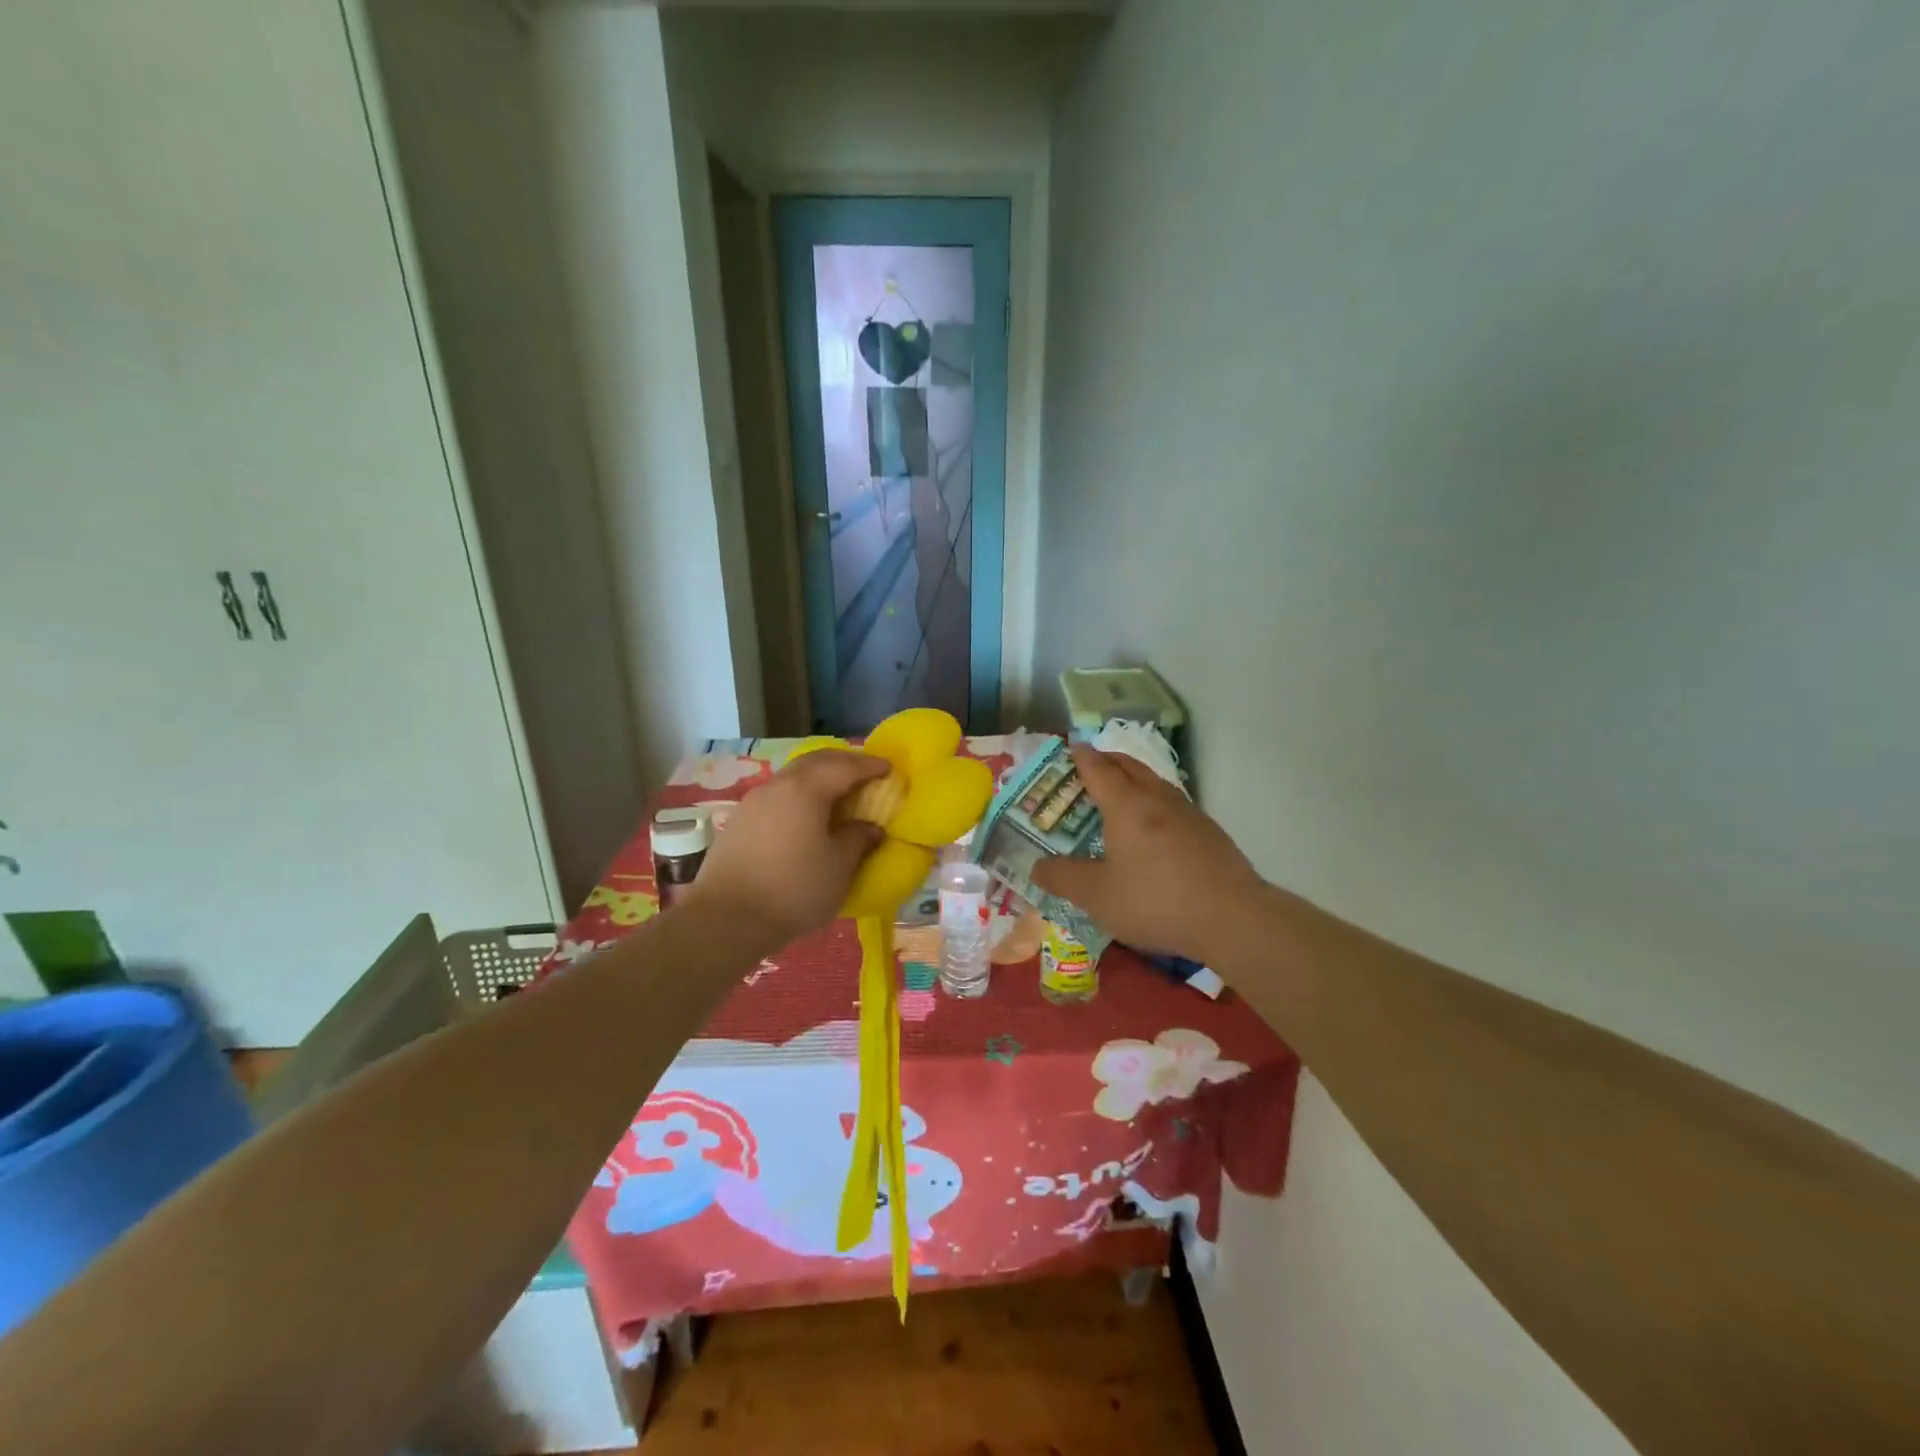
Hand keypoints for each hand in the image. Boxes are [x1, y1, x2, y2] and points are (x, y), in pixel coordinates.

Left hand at [683, 750, 886, 948]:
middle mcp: (778, 785)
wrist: (726, 919)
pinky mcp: (740, 820)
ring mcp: (754, 800)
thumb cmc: (793, 890)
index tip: (889, 769)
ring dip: (819, 777)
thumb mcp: (839, 867)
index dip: (870, 766)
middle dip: (844, 762)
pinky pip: (779, 794)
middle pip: (816, 761)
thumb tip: (869, 827)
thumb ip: (858, 839)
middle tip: (865, 773)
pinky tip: (806, 815)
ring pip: (794, 775)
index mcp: (806, 789)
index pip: (845, 766)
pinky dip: (800, 794)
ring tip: (838, 794)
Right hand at [1030, 746, 1264, 961]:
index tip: (1072, 746)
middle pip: (1129, 767)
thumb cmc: (1155, 901)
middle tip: (1090, 764)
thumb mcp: (1097, 896)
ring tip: (1120, 792)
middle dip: (1108, 760)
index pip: (1098, 769)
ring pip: (1154, 782)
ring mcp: (1188, 813)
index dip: (1082, 757)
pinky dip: (1153, 801)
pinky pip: (1172, 803)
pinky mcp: (1209, 832)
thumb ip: (1063, 878)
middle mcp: (1157, 799)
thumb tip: (1037, 866)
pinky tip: (1153, 826)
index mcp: (1126, 806)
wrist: (1232, 918)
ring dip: (1133, 778)